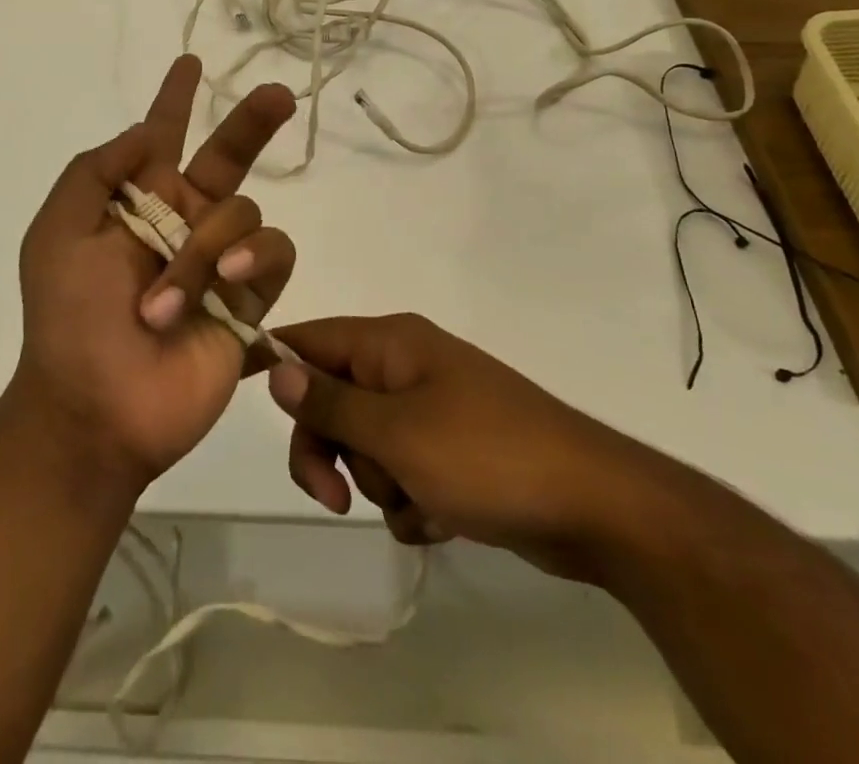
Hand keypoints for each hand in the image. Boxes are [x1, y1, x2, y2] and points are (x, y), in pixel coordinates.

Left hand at [13, 55, 297, 488]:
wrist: (95, 407)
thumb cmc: (68, 318)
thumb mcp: (56, 233)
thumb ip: (96, 172)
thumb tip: (144, 131)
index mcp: (139, 201)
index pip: (162, 136)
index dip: (175, 100)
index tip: (190, 62)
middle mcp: (185, 221)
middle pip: (230, 156)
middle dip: (252, 122)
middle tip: (281, 93)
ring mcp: (222, 259)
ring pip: (245, 213)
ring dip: (205, 251)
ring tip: (163, 303)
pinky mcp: (251, 298)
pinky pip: (274, 255)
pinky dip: (252, 261)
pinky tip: (227, 285)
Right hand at [267, 313, 687, 581]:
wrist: (596, 507)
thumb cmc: (487, 456)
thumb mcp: (397, 432)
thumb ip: (331, 401)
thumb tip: (277, 367)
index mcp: (391, 343)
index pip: (311, 339)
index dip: (279, 368)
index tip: (262, 411)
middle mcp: (406, 366)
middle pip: (332, 399)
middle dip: (331, 451)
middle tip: (338, 498)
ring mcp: (432, 409)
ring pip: (367, 445)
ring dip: (379, 483)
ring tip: (421, 500)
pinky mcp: (453, 452)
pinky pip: (404, 473)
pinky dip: (412, 502)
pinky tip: (442, 519)